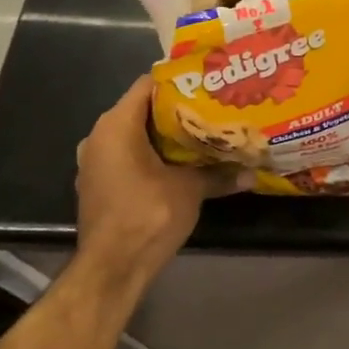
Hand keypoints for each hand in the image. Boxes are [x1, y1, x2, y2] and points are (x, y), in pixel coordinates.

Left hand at [76, 78, 246, 279]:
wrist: (113, 268)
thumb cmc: (148, 215)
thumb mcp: (191, 190)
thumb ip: (220, 174)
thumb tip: (253, 173)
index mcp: (116, 126)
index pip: (148, 84)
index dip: (179, 81)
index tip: (208, 83)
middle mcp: (99, 137)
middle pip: (142, 109)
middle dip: (178, 109)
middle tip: (213, 107)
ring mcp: (95, 162)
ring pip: (135, 135)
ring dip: (166, 135)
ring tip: (203, 133)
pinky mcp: (99, 184)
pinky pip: (128, 156)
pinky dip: (152, 155)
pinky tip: (182, 163)